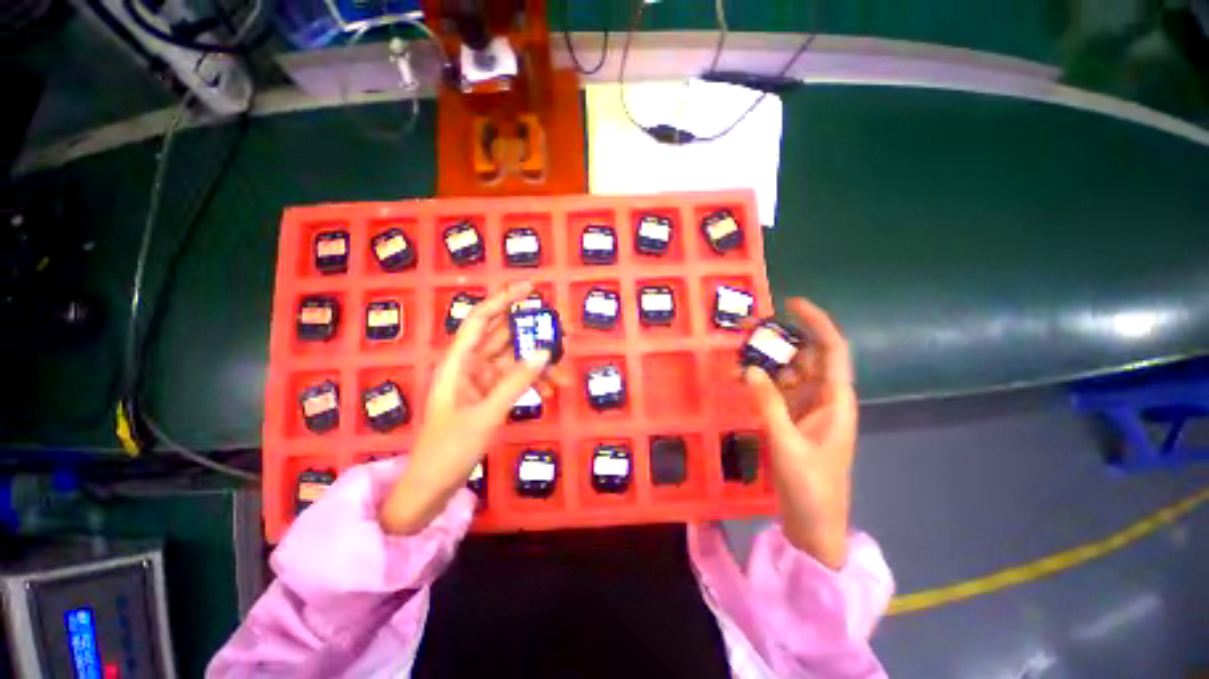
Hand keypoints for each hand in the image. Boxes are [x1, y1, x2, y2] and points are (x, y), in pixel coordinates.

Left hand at [379, 282, 563, 533]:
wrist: (433, 486)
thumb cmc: (448, 449)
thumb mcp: (485, 414)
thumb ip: (516, 382)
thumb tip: (544, 352)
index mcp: (459, 362)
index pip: (481, 319)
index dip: (504, 300)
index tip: (531, 289)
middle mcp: (471, 365)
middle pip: (504, 338)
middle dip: (533, 333)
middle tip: (563, 332)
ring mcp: (483, 381)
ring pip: (515, 361)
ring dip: (539, 363)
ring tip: (564, 370)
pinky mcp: (491, 396)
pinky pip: (517, 381)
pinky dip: (534, 382)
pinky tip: (551, 390)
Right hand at [742, 298, 856, 569]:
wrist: (814, 524)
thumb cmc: (812, 487)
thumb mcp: (787, 444)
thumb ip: (768, 405)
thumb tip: (749, 368)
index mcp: (835, 401)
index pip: (831, 351)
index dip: (816, 323)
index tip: (791, 303)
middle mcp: (823, 398)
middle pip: (805, 357)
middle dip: (780, 339)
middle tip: (747, 328)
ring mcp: (805, 408)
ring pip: (787, 372)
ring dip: (766, 361)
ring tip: (738, 353)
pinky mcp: (790, 418)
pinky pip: (775, 390)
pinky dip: (759, 381)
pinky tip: (740, 378)